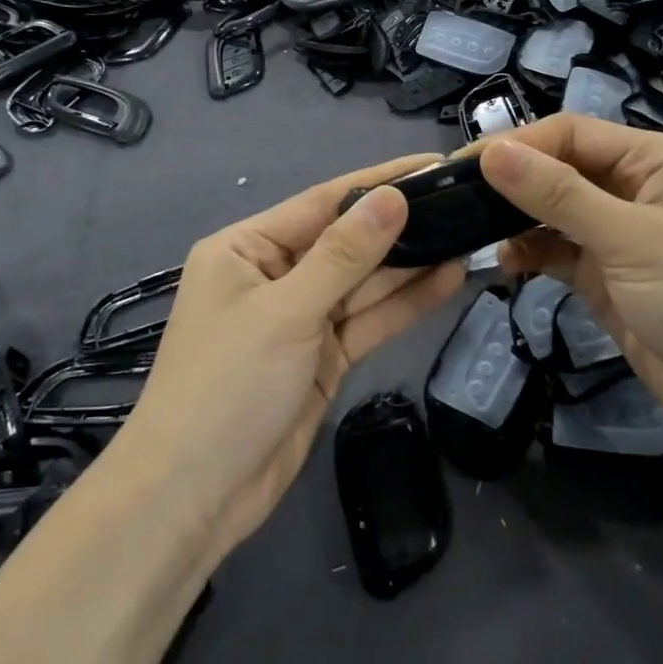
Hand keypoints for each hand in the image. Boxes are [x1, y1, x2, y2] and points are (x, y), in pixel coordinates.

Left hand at [114, 156, 466, 563]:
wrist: (195, 498)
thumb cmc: (226, 386)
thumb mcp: (286, 311)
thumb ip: (344, 255)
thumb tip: (393, 197)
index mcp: (247, 249)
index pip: (323, 203)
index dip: (378, 183)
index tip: (432, 165)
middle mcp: (274, 275)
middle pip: (347, 242)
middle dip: (401, 226)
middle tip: (465, 203)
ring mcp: (301, 319)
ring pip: (364, 283)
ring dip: (411, 264)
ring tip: (468, 236)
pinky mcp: (323, 358)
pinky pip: (368, 321)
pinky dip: (404, 304)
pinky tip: (447, 280)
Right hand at [478, 115, 662, 439]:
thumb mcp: (629, 238)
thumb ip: (558, 195)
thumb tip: (492, 152)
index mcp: (653, 159)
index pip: (571, 134)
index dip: (518, 145)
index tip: (464, 166)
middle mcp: (635, 187)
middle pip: (559, 169)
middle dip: (512, 182)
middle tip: (456, 198)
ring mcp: (620, 234)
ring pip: (553, 212)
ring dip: (517, 221)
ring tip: (475, 233)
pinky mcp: (607, 276)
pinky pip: (558, 252)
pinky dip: (530, 254)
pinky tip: (507, 265)